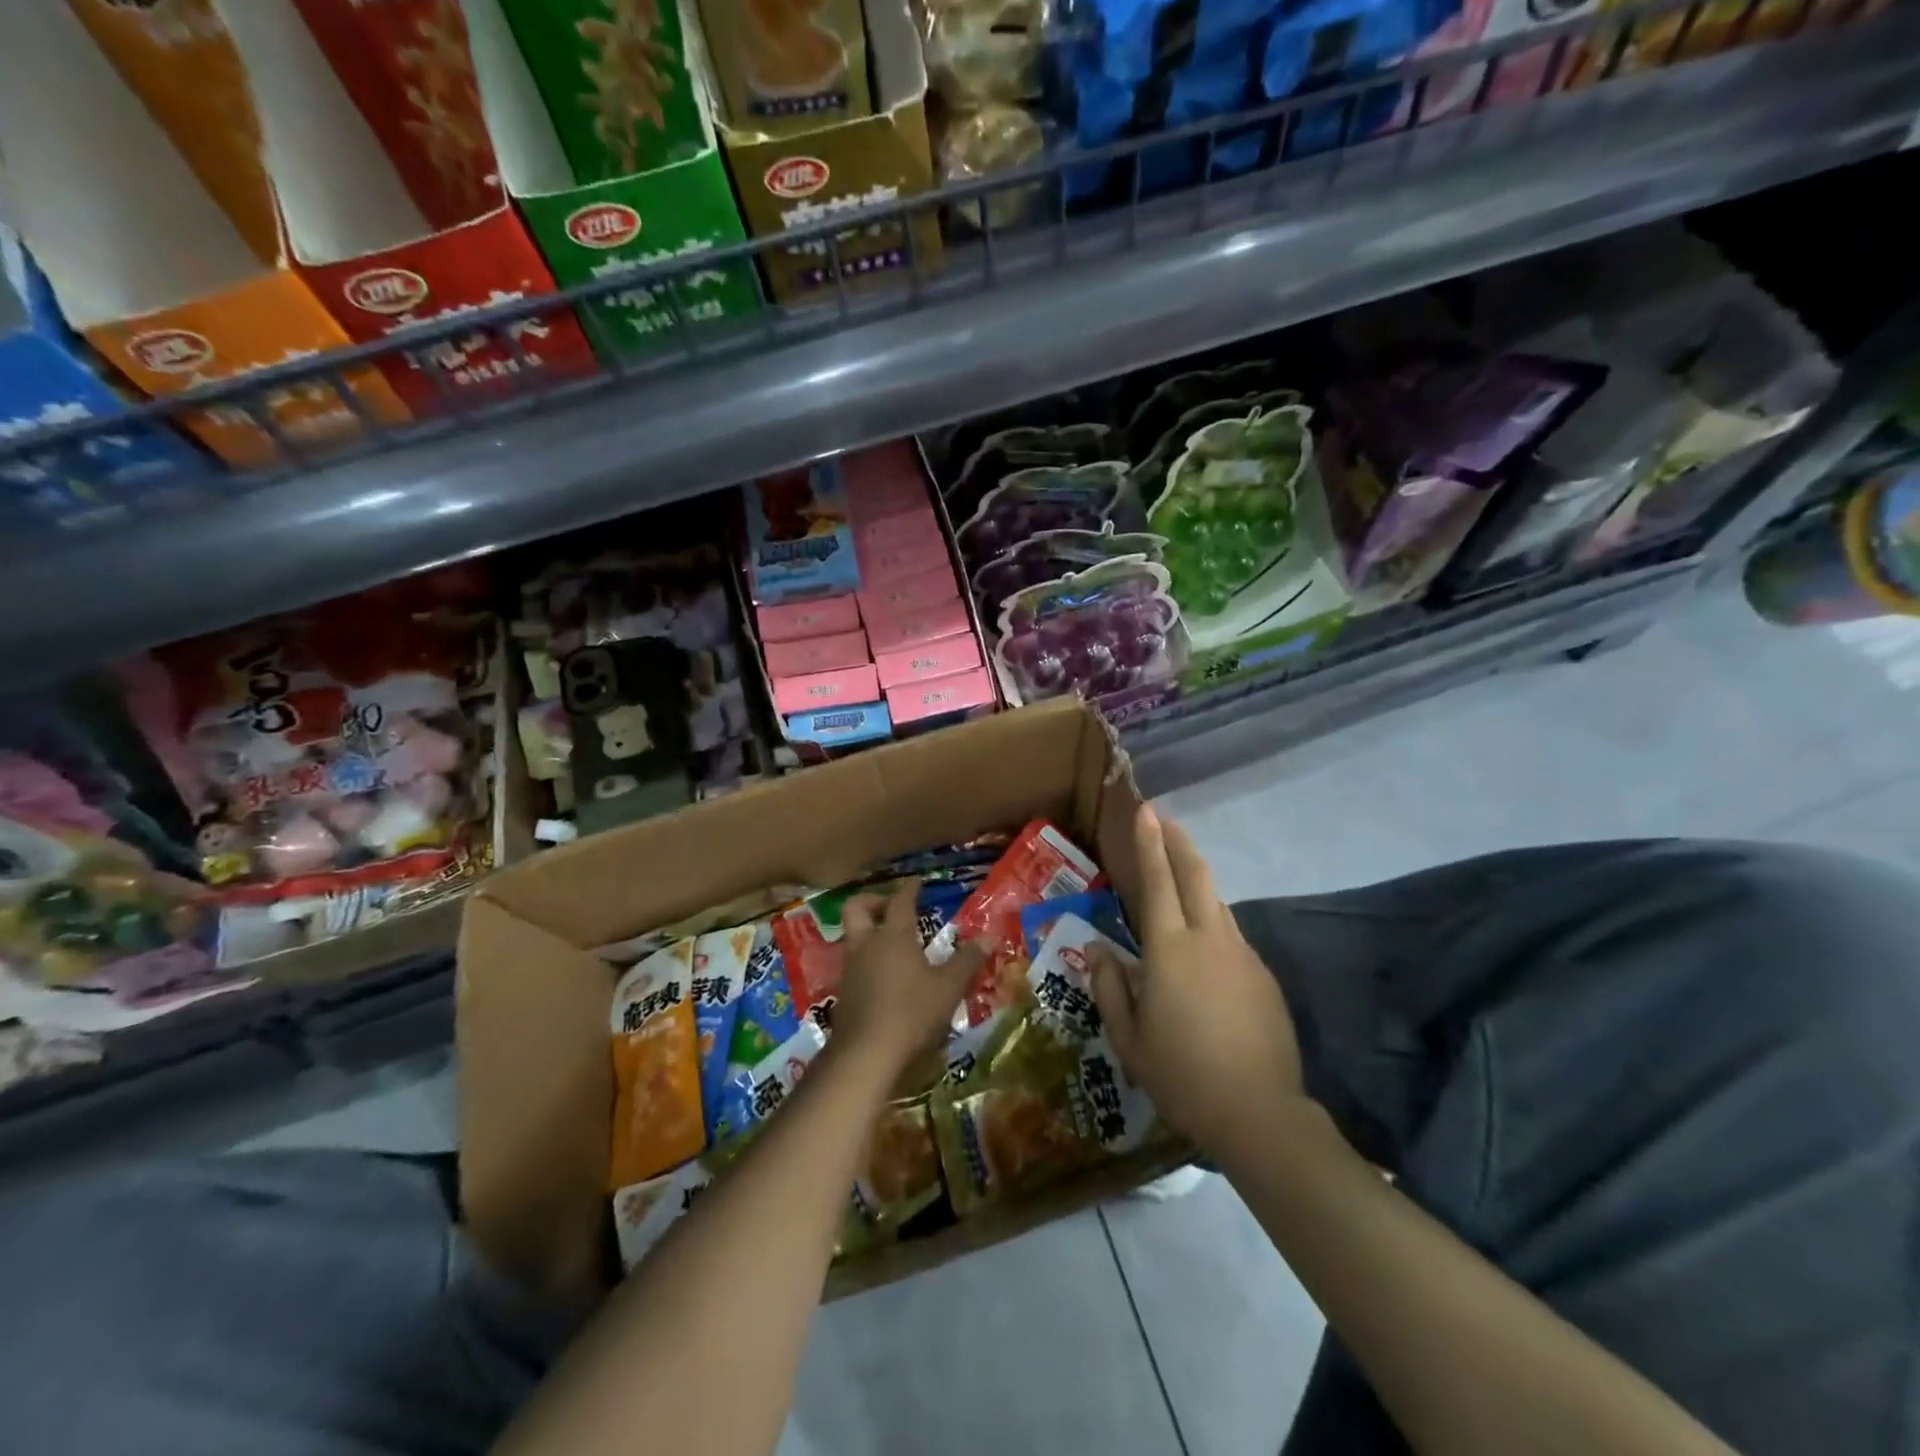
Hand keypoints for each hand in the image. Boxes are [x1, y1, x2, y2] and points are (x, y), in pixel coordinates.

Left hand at [832, 881, 985, 1077]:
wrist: (865, 1055)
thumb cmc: (911, 1013)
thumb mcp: (949, 987)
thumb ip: (968, 960)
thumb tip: (990, 936)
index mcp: (893, 935)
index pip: (900, 900)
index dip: (910, 888)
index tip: (918, 882)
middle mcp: (866, 944)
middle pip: (857, 907)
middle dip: (873, 901)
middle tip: (892, 908)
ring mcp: (850, 968)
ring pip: (851, 935)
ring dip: (868, 931)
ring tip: (891, 943)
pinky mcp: (842, 992)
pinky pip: (852, 962)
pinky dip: (866, 959)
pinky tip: (883, 976)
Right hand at [1089, 806, 1304, 1152]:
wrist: (1259, 1112)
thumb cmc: (1181, 1074)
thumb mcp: (1128, 1038)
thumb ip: (1111, 987)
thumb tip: (1100, 950)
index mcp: (1169, 949)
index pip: (1158, 880)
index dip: (1150, 842)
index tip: (1146, 810)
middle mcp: (1209, 939)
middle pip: (1196, 875)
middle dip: (1179, 842)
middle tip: (1165, 819)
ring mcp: (1242, 955)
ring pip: (1217, 903)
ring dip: (1197, 880)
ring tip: (1180, 873)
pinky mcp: (1263, 976)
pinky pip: (1232, 935)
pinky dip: (1213, 922)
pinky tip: (1203, 944)